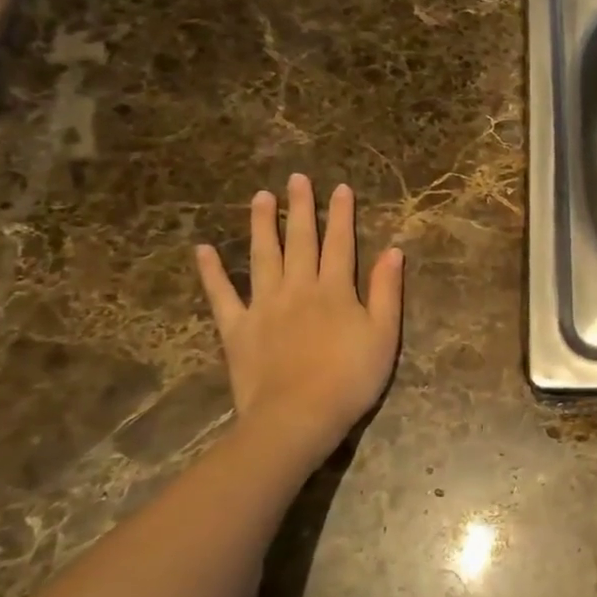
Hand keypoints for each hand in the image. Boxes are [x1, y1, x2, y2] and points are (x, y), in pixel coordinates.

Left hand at [195, 175, 403, 466]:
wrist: (298, 417)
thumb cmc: (350, 379)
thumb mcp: (384, 335)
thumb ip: (387, 291)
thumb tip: (393, 251)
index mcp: (335, 290)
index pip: (340, 243)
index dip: (341, 215)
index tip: (340, 188)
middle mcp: (298, 288)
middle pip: (300, 241)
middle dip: (301, 208)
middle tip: (297, 178)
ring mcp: (263, 306)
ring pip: (262, 256)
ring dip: (262, 225)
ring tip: (260, 197)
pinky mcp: (237, 328)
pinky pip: (221, 295)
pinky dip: (211, 272)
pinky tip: (203, 250)